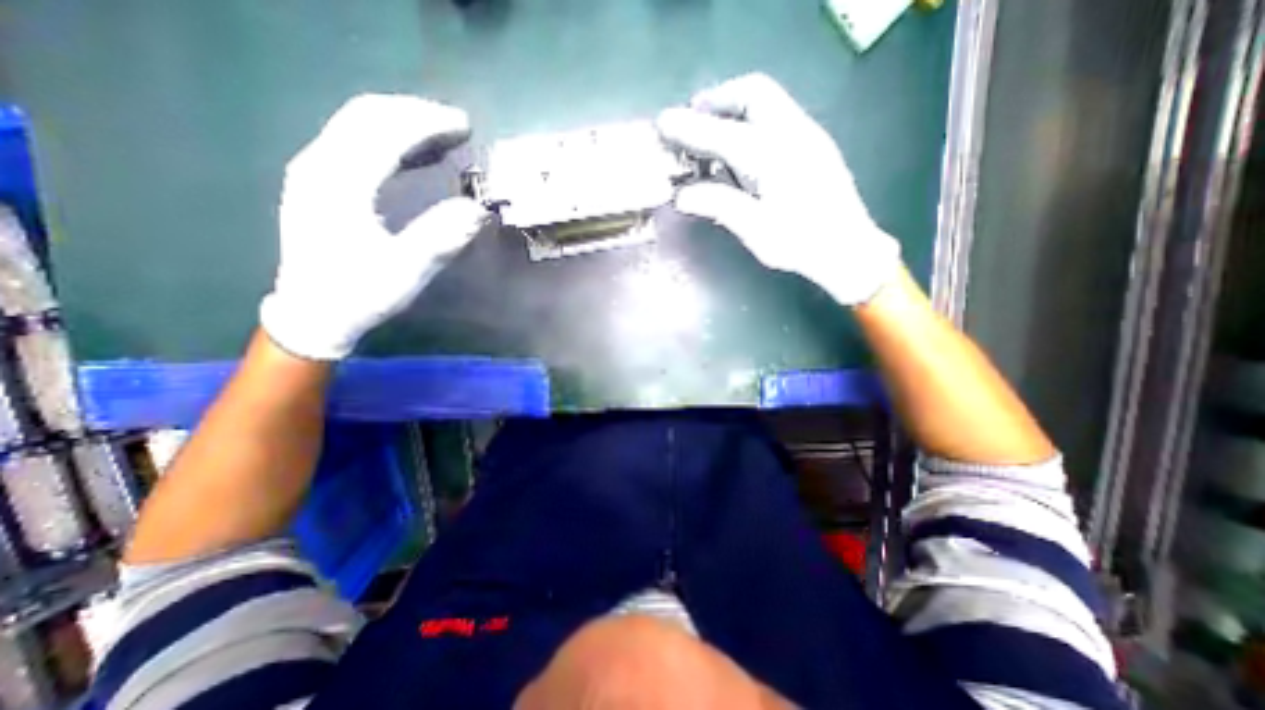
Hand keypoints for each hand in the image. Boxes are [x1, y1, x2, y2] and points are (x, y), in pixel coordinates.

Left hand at [260, 94, 486, 358]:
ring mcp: (315, 171)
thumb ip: (440, 238)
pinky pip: (356, 144)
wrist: (314, 313)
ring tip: (444, 136)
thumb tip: (477, 210)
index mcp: (339, 184)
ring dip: (405, 124)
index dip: (427, 123)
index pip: (384, 132)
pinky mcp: (320, 183)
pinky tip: (417, 156)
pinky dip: (391, 141)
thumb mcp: (405, 272)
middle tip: (459, 126)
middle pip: (367, 116)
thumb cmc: (360, 294)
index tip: (465, 127)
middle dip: (417, 114)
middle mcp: (320, 165)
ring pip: (358, 126)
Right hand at [664, 72, 897, 305]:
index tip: (663, 123)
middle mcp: (791, 133)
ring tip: (711, 134)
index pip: (721, 133)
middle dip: (717, 100)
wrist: (848, 248)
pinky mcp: (813, 145)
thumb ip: (718, 205)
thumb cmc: (800, 243)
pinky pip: (776, 117)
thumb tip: (681, 195)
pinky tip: (740, 151)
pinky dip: (750, 122)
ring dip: (734, 109)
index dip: (688, 127)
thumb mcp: (754, 229)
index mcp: (772, 156)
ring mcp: (807, 135)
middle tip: (693, 120)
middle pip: (752, 93)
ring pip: (767, 101)